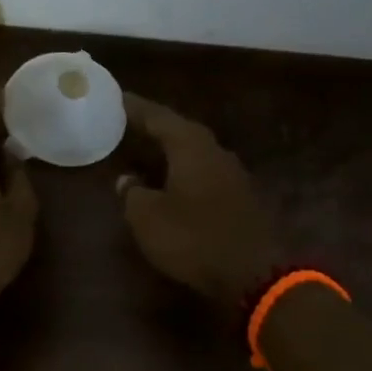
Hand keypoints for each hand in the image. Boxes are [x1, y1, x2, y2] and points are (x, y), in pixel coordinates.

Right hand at [120, 94, 278, 306]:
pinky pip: (206, 178)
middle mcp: (216, 152)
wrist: (254, 272)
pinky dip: (186, 177)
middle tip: (130, 125)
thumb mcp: (148, 218)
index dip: (135, 108)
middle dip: (156, 129)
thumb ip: (133, 194)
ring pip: (196, 156)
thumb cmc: (194, 238)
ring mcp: (234, 176)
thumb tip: (127, 180)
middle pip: (181, 132)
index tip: (117, 98)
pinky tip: (174, 187)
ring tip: (148, 155)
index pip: (159, 117)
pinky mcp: (242, 201)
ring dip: (172, 154)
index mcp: (191, 146)